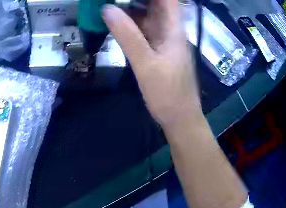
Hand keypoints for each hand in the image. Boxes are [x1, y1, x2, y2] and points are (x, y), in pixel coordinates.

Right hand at [102, 1, 201, 127]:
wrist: (179, 117)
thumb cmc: (168, 93)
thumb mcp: (145, 64)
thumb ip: (127, 35)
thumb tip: (107, 8)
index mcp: (173, 28)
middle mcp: (170, 29)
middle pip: (156, 2)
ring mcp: (164, 38)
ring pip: (148, 13)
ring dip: (130, 5)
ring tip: (110, 3)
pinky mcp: (158, 47)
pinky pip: (143, 27)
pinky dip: (130, 21)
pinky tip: (115, 19)